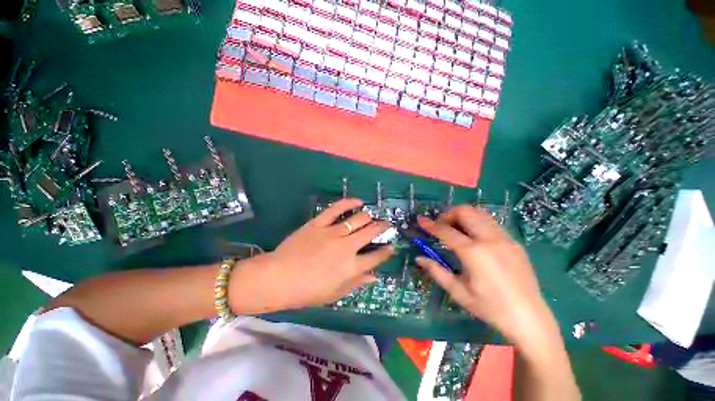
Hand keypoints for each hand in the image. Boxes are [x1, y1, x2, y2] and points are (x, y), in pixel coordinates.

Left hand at [229, 198, 393, 313]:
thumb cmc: (306, 291)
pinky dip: (349, 202)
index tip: (390, 246)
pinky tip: (358, 201)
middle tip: (386, 226)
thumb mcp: (334, 294)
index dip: (386, 251)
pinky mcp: (319, 223)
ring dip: (369, 217)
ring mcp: (332, 232)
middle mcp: (346, 247)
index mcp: (351, 267)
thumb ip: (356, 283)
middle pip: (372, 232)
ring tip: (371, 218)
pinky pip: (336, 208)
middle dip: (383, 228)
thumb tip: (374, 276)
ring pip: (359, 219)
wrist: (277, 278)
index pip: (376, 257)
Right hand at [415, 206, 556, 346]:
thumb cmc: (490, 308)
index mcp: (474, 253)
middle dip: (448, 214)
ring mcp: (505, 239)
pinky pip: (491, 223)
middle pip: (465, 212)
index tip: (420, 220)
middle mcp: (490, 240)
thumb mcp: (458, 292)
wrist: (530, 318)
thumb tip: (419, 258)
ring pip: (480, 213)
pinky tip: (474, 237)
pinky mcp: (514, 242)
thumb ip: (436, 271)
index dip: (430, 224)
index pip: (446, 231)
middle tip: (440, 225)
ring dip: (463, 216)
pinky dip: (477, 222)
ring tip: (455, 228)